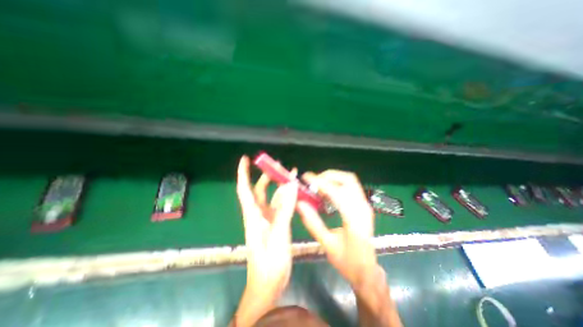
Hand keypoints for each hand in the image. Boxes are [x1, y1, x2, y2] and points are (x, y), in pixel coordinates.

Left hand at [234, 157, 298, 315]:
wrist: (269, 284)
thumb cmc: (269, 261)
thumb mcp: (278, 233)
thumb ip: (285, 208)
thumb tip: (291, 185)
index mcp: (253, 215)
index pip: (245, 189)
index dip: (244, 173)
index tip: (245, 159)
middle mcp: (258, 214)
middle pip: (260, 190)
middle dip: (266, 176)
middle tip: (277, 165)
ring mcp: (268, 219)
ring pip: (272, 197)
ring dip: (280, 186)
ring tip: (290, 175)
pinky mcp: (276, 224)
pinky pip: (281, 207)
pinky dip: (287, 198)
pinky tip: (295, 193)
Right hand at [298, 170, 375, 287]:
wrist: (367, 271)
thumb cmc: (347, 261)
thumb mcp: (327, 244)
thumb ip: (312, 223)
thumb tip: (299, 203)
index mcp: (354, 220)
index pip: (337, 192)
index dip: (320, 182)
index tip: (306, 178)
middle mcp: (363, 208)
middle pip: (348, 179)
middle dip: (328, 176)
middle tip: (313, 181)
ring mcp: (365, 205)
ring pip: (350, 180)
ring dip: (333, 178)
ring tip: (318, 184)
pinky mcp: (364, 205)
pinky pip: (351, 186)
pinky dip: (337, 183)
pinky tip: (327, 190)